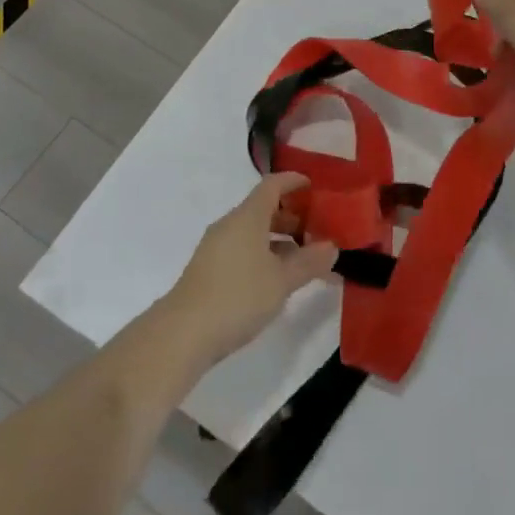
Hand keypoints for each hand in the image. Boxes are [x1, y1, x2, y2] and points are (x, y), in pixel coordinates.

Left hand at [161, 172, 337, 368]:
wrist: (183, 333)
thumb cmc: (237, 296)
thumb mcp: (281, 281)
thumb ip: (309, 262)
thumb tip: (331, 247)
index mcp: (247, 216)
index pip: (272, 185)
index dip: (293, 181)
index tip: (314, 187)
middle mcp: (230, 224)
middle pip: (263, 208)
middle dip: (291, 216)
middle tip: (317, 231)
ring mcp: (216, 247)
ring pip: (253, 232)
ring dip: (278, 240)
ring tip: (303, 260)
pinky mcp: (209, 270)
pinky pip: (243, 250)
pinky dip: (263, 255)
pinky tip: (276, 280)